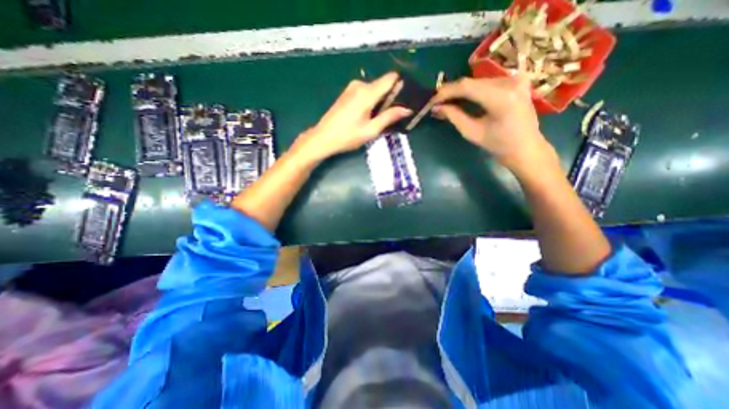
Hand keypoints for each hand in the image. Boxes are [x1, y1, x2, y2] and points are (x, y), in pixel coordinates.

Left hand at [292, 72, 412, 160]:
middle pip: (383, 85)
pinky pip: (366, 92)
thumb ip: (389, 117)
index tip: (406, 99)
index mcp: (367, 93)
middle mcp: (360, 85)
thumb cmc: (348, 136)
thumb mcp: (371, 130)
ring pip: (375, 89)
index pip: (391, 78)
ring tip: (380, 119)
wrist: (323, 137)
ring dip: (380, 102)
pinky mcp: (347, 93)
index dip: (401, 86)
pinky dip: (371, 102)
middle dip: (391, 98)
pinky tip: (369, 116)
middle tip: (393, 116)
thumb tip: (407, 109)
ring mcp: (352, 88)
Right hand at [431, 76, 553, 171]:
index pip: (466, 87)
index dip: (446, 92)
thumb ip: (454, 116)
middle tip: (436, 103)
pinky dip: (471, 90)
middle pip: (472, 82)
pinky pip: (486, 82)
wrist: (526, 148)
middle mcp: (510, 81)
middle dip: (451, 92)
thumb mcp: (472, 132)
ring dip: (460, 91)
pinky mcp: (516, 80)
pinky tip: (461, 99)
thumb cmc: (499, 145)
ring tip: (446, 102)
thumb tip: (436, 107)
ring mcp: (515, 78)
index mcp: (501, 97)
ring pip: (477, 81)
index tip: (431, 101)